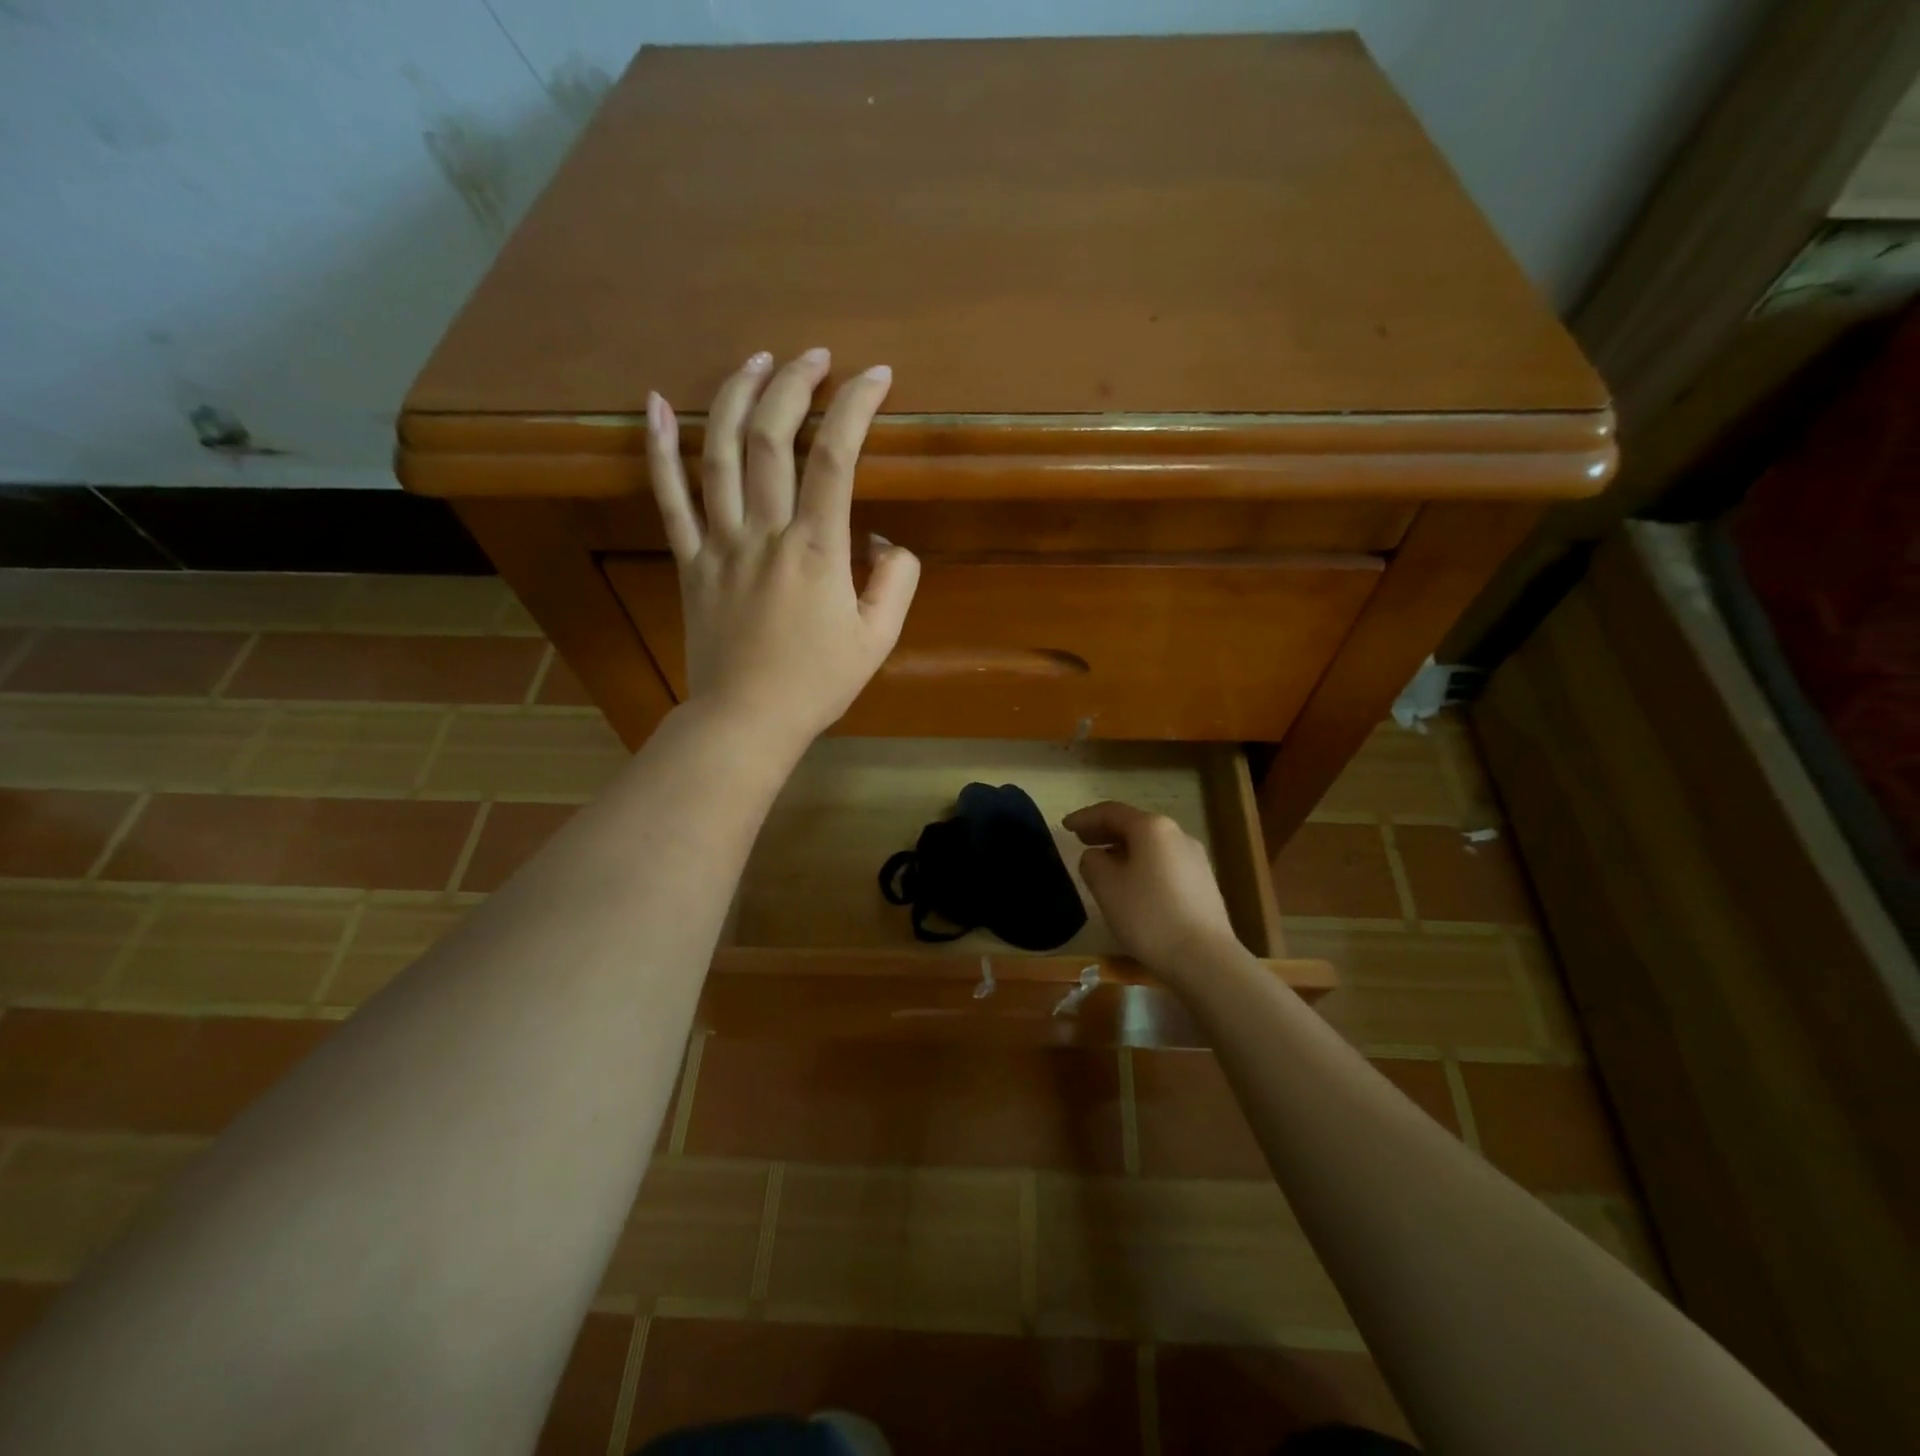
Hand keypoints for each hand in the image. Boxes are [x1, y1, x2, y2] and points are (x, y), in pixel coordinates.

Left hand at [646, 348, 919, 746]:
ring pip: (718, 453)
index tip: (875, 377)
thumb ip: (896, 580)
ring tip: (755, 359)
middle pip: (772, 439)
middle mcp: (765, 534)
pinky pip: (668, 497)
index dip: (856, 407)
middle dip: (795, 385)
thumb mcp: (878, 639)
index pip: (837, 458)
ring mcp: (719, 544)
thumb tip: (881, 537)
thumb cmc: (817, 683)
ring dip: (736, 397)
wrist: (746, 720)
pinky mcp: (689, 560)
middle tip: (815, 357)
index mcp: (817, 552)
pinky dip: (658, 447)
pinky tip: (654, 403)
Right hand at [1064, 801, 1243, 977]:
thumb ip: (1092, 862)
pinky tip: (1131, 884)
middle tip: (1081, 840)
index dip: (1085, 818)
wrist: (1204, 959)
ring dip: (1123, 849)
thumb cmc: (1148, 916)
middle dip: (1105, 831)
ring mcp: (1194, 858)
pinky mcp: (1203, 882)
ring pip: (1150, 845)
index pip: (1111, 812)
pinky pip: (1164, 862)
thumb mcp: (1106, 887)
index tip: (1065, 827)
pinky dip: (1141, 864)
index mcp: (1152, 828)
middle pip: (1134, 825)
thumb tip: (1097, 856)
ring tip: (1103, 863)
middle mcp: (1177, 834)